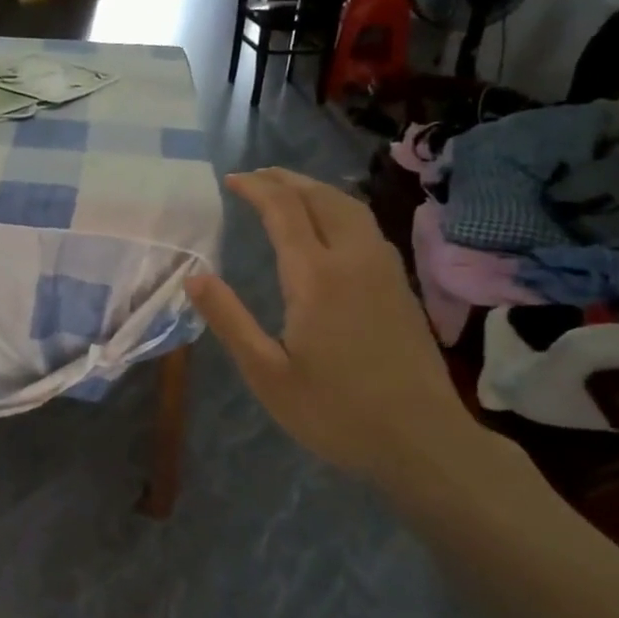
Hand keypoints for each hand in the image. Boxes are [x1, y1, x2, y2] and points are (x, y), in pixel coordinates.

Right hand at [186, 168, 484, 491]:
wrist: (424, 441)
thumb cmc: (337, 412)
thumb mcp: (268, 374)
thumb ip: (229, 320)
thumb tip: (194, 276)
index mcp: (316, 277)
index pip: (284, 210)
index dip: (257, 188)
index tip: (232, 180)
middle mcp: (353, 260)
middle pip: (321, 198)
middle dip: (286, 179)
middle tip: (256, 176)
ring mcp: (384, 271)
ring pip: (350, 208)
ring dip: (316, 189)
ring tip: (289, 190)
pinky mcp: (401, 287)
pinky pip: (367, 226)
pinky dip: (340, 208)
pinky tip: (331, 225)